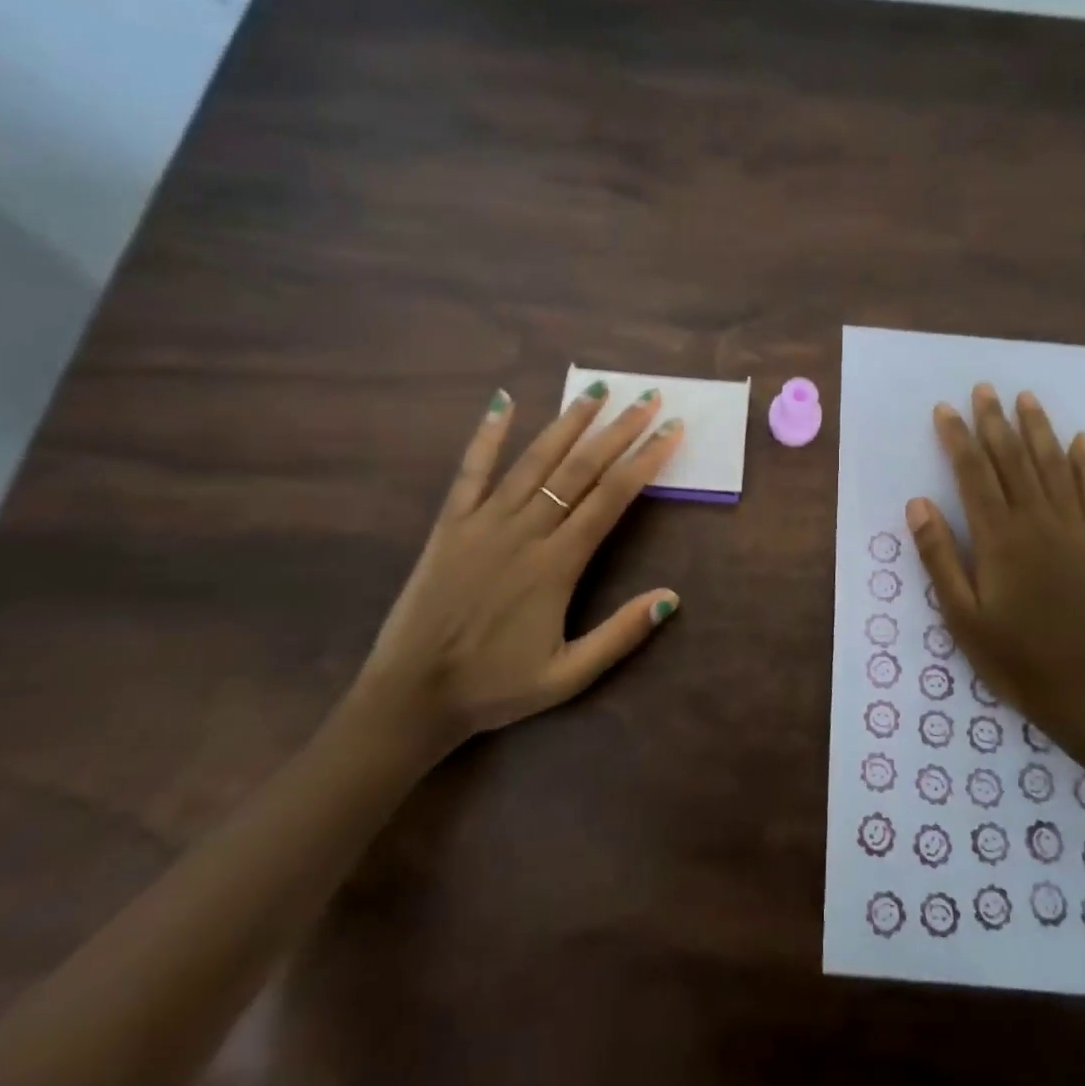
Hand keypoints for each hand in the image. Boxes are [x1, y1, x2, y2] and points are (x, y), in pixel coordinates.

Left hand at [350, 383, 685, 764]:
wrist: (412, 695)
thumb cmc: (494, 686)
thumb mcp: (567, 676)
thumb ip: (620, 635)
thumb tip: (672, 597)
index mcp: (557, 564)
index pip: (612, 497)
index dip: (645, 460)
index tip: (671, 431)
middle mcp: (525, 531)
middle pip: (580, 468)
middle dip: (618, 430)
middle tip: (647, 397)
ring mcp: (484, 522)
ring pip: (534, 461)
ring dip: (568, 422)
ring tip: (595, 389)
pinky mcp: (450, 524)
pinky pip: (470, 471)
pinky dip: (488, 435)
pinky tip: (503, 402)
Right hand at [906, 383, 1084, 759]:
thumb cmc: (1016, 658)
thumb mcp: (962, 616)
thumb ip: (939, 556)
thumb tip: (918, 503)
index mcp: (999, 537)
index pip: (973, 473)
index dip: (957, 437)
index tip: (945, 409)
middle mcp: (1037, 521)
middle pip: (1012, 459)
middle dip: (994, 421)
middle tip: (984, 388)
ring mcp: (1074, 530)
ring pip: (1053, 466)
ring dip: (1038, 429)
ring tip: (1026, 398)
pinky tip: (1081, 441)